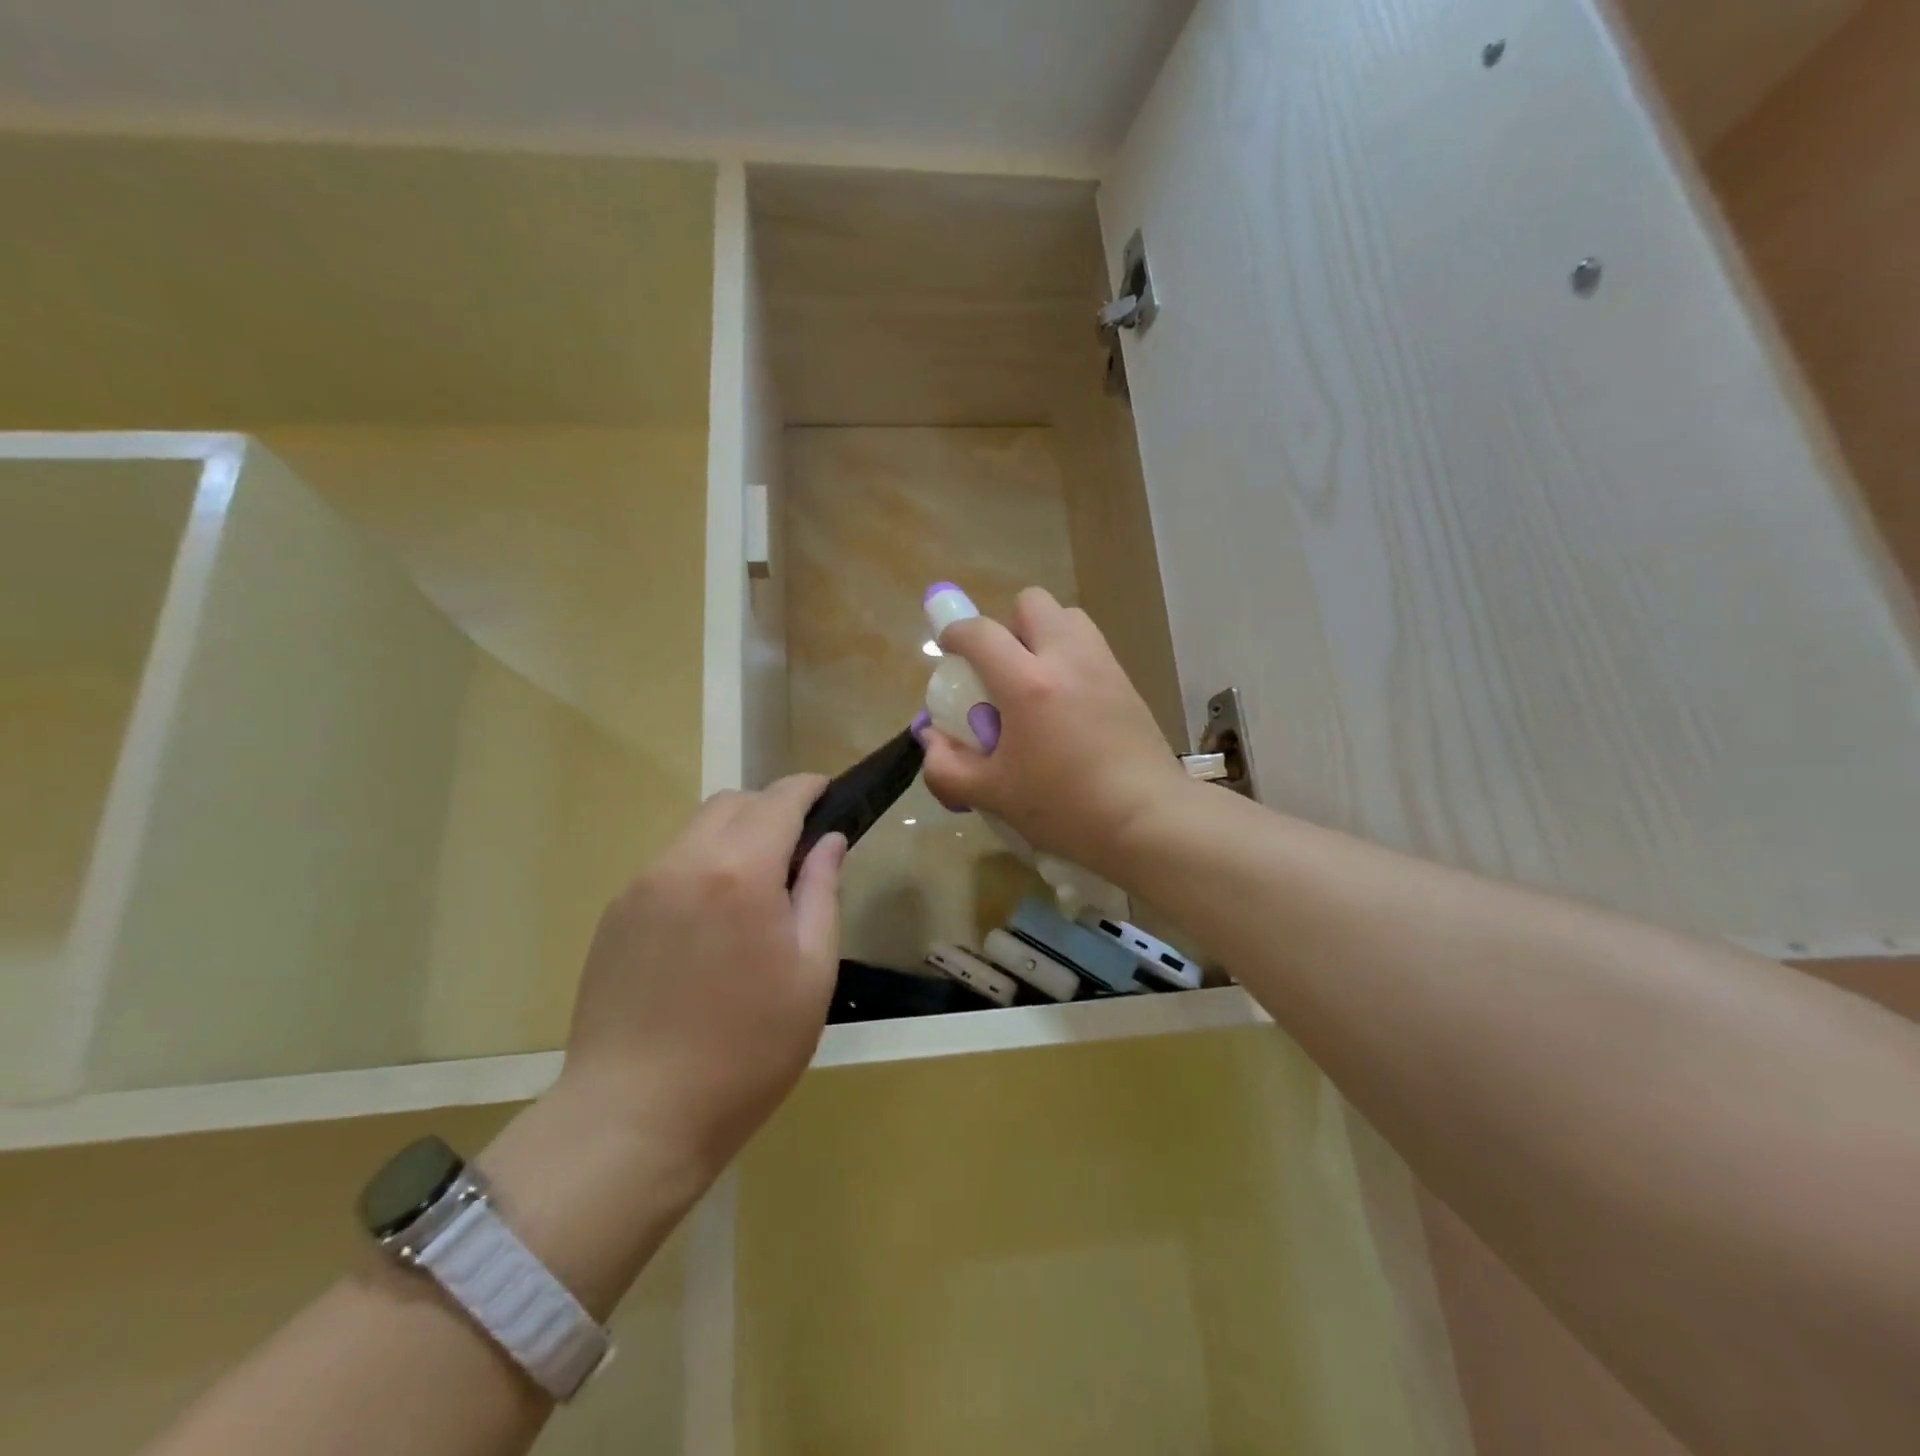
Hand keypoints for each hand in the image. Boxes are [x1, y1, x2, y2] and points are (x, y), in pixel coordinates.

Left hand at [557, 776, 844, 1178]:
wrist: (636, 1117)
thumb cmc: (747, 1051)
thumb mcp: (812, 974)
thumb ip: (822, 893)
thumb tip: (828, 841)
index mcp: (739, 873)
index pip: (778, 800)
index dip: (807, 787)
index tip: (826, 791)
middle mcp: (684, 862)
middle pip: (732, 803)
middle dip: (770, 808)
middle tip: (797, 848)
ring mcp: (641, 886)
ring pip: (696, 830)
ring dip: (733, 837)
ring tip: (754, 889)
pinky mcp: (615, 915)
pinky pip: (669, 866)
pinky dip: (701, 867)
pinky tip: (710, 922)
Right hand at [921, 587, 1193, 880]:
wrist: (1147, 820)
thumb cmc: (1065, 808)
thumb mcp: (993, 794)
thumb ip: (948, 766)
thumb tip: (931, 740)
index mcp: (1028, 683)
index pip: (980, 633)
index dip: (955, 633)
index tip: (948, 647)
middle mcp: (1067, 659)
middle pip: (1032, 603)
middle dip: (1008, 624)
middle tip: (1001, 667)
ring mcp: (1103, 666)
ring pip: (1068, 617)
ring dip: (1044, 635)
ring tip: (1035, 680)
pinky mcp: (1127, 682)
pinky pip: (1091, 647)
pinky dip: (1070, 657)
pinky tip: (1067, 704)